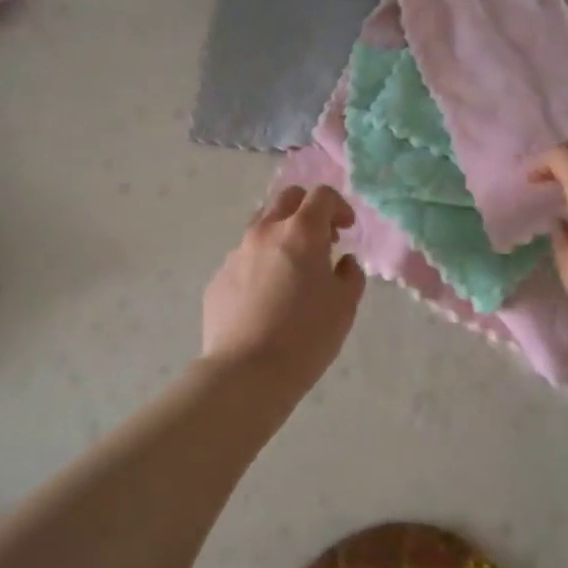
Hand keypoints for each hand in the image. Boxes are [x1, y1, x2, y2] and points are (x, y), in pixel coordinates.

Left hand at [201, 186, 364, 392]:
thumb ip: (349, 274)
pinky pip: (244, 259)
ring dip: (281, 235)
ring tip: (292, 269)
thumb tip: (343, 262)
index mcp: (300, 232)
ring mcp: (236, 254)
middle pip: (286, 199)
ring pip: (260, 226)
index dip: (339, 206)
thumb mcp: (344, 306)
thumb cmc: (306, 336)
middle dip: (308, 210)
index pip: (322, 196)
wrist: (247, 372)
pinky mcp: (218, 278)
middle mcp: (264, 232)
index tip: (346, 229)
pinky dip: (260, 265)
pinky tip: (267, 298)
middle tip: (322, 240)